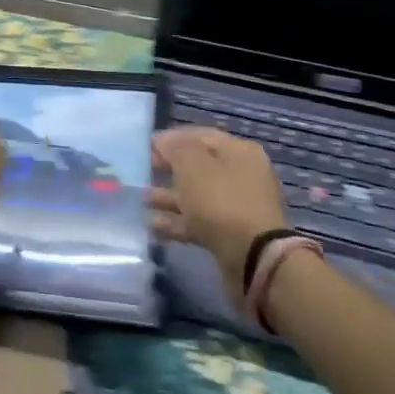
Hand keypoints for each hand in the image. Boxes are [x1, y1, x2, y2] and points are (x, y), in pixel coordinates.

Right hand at [149, 126, 287, 298]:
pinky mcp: (230, 233)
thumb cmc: (221, 201)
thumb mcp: (193, 165)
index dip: (172, 139)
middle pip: (199, 166)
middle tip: (143, 172)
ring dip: (169, 197)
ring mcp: (237, 206)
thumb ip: (175, 148)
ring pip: (196, 195)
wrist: (253, 257)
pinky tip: (152, 225)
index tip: (147, 146)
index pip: (201, 136)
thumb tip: (164, 142)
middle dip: (169, 169)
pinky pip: (198, 221)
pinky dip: (176, 221)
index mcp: (239, 151)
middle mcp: (241, 175)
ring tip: (141, 200)